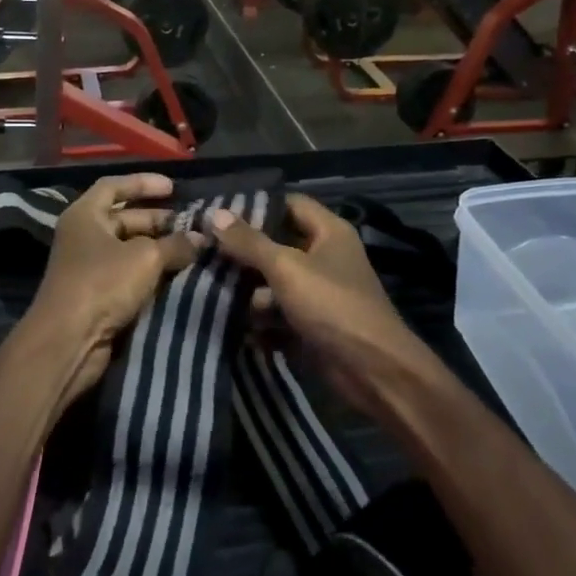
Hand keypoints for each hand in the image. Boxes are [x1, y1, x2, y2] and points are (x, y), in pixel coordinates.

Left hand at [25, 173, 202, 405]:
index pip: (114, 186)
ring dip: (158, 247)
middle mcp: (84, 236)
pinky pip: (128, 273)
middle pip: (123, 218)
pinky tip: (177, 273)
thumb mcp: (146, 257)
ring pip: (129, 248)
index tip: (173, 188)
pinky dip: (150, 271)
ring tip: (191, 248)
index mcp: (85, 215)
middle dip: (157, 220)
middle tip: (190, 224)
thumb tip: (200, 239)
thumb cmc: (103, 283)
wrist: (69, 340)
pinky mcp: (97, 294)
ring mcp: (89, 266)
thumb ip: (175, 244)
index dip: (143, 183)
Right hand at [207, 195, 436, 418]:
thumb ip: (249, 242)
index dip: (256, 206)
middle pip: (277, 246)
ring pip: (274, 284)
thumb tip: (214, 213)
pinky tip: (228, 324)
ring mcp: (318, 294)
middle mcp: (324, 258)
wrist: (372, 371)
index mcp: (328, 232)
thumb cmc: (332, 306)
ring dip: (247, 292)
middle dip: (243, 254)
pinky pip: (278, 316)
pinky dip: (258, 321)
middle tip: (203, 252)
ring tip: (209, 291)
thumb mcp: (287, 268)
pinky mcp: (310, 326)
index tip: (218, 213)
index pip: (288, 204)